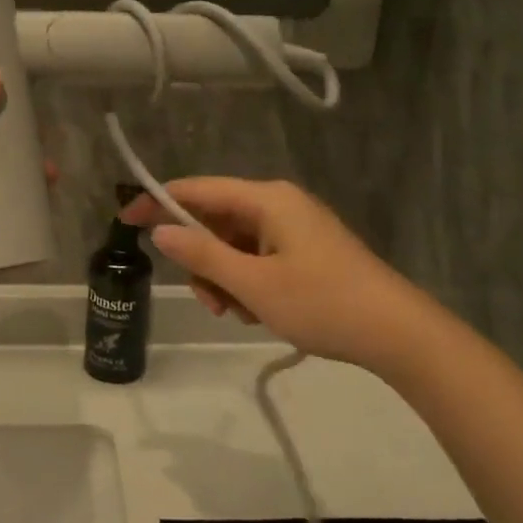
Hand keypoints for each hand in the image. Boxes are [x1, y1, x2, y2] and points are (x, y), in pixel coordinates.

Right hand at [121, 178, 424, 367]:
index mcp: (267, 199)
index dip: (157, 202)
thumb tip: (159, 229)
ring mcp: (294, 229)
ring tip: (241, 313)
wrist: (398, 333)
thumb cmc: (321, 302)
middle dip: (203, 260)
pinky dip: (248, 283)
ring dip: (225, 278)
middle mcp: (279, 204)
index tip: (124, 220)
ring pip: (235, 245)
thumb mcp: (253, 283)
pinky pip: (258, 258)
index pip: (197, 189)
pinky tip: (261, 312)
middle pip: (216, 220)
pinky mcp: (305, 252)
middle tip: (211, 301)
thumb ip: (202, 255)